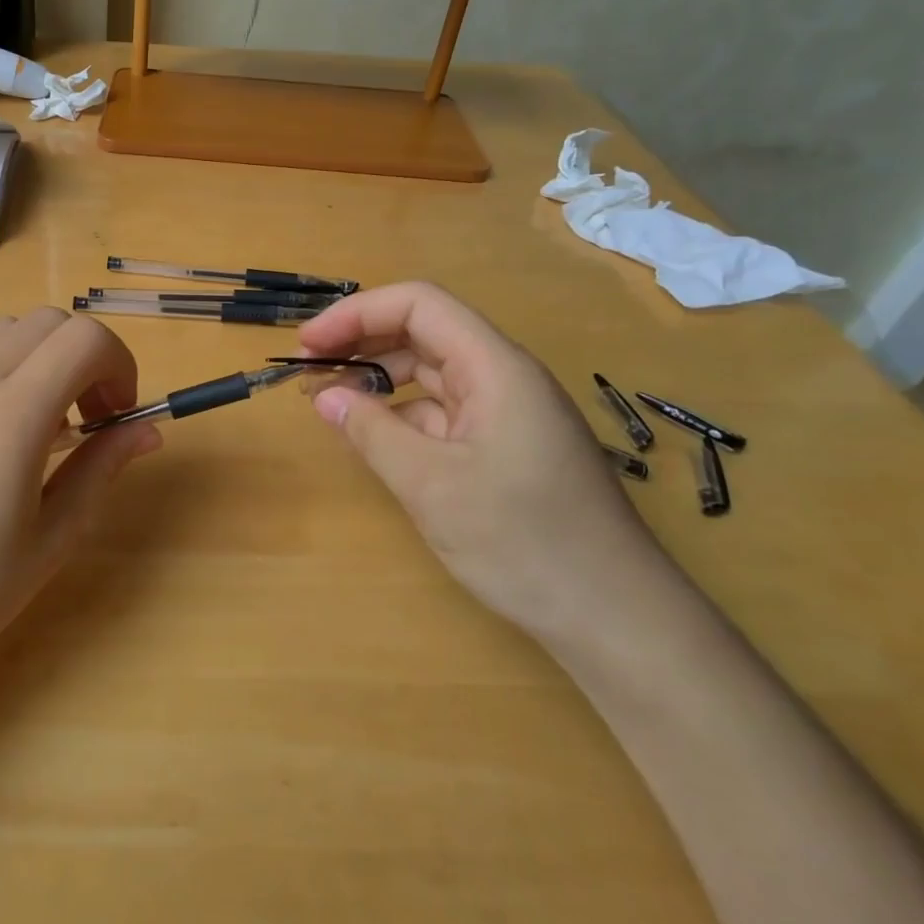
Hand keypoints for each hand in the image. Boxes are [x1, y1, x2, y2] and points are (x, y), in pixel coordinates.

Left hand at [0, 309, 159, 676]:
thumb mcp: (52, 537)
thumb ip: (102, 468)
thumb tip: (148, 430)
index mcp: (11, 414)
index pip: (85, 339)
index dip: (120, 364)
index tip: (120, 414)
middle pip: (50, 321)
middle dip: (88, 356)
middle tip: (93, 417)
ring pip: (10, 328)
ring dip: (46, 356)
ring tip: (47, 421)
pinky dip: (8, 364)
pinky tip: (0, 428)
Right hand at [297, 282, 665, 640]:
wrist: (615, 617)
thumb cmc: (523, 541)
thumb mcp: (430, 484)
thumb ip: (371, 432)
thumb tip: (324, 397)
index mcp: (495, 367)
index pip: (419, 305)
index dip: (357, 313)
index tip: (309, 344)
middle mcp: (503, 378)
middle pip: (424, 334)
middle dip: (363, 343)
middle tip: (308, 372)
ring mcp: (507, 413)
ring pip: (432, 374)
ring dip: (379, 379)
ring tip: (330, 402)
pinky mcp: (505, 447)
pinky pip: (444, 413)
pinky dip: (402, 416)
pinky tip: (374, 437)